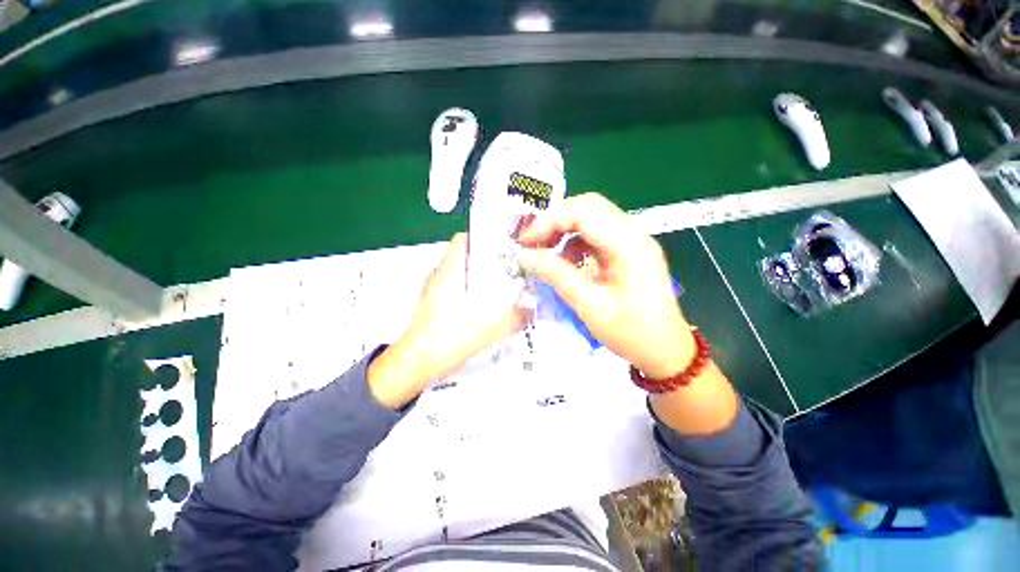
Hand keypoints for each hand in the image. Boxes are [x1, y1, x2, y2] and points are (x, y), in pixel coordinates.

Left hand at [368, 233, 529, 407]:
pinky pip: (458, 291)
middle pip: (466, 258)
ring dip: (481, 279)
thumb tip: (531, 311)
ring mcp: (435, 292)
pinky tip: (487, 308)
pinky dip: (473, 294)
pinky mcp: (435, 307)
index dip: (484, 237)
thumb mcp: (488, 327)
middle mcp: (440, 277)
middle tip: (511, 267)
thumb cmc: (447, 338)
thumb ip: (514, 318)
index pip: (463, 239)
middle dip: (489, 261)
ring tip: (504, 286)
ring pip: (463, 276)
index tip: (504, 244)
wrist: (414, 366)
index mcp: (449, 272)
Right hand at [517, 193, 694, 379]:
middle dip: (555, 220)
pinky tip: (565, 260)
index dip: (549, 221)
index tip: (526, 242)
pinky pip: (597, 234)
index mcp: (628, 245)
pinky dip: (575, 241)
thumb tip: (526, 256)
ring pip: (592, 218)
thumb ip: (557, 276)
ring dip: (564, 229)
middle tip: (533, 243)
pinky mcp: (628, 251)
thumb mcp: (590, 306)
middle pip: (588, 207)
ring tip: (544, 250)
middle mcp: (633, 234)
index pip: (583, 212)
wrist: (666, 350)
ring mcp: (633, 241)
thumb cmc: (632, 333)